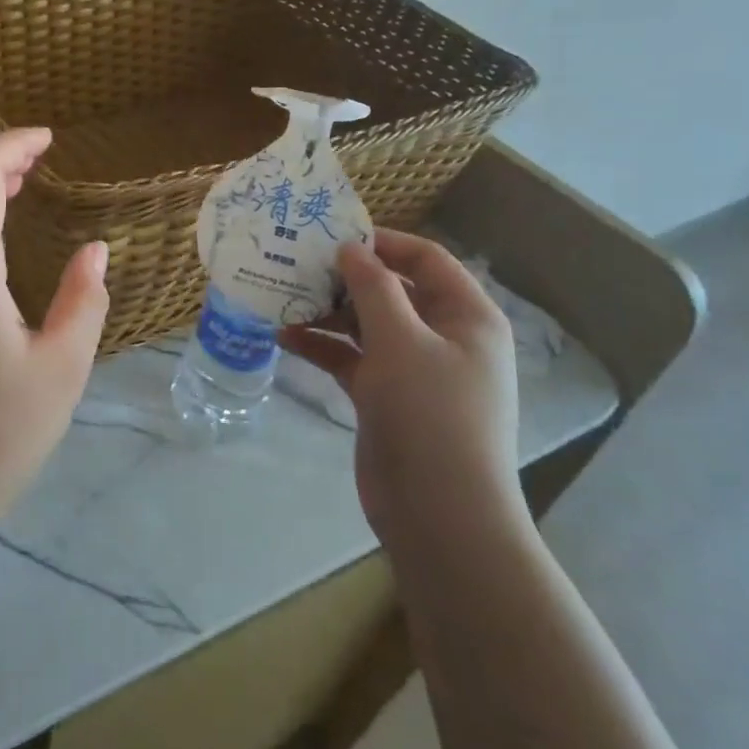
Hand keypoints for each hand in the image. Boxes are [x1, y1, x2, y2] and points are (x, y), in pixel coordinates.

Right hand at [280, 230, 526, 569]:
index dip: (382, 243)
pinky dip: (323, 346)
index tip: (332, 236)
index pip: (426, 260)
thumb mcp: (400, 340)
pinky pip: (352, 358)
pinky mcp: (386, 396)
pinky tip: (284, 337)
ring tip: (281, 298)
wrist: (438, 512)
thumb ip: (373, 287)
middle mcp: (443, 337)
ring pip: (366, 325)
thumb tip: (351, 248)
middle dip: (345, 278)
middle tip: (296, 265)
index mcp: (466, 316)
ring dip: (327, 312)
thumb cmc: (430, 413)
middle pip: (392, 291)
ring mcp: (414, 369)